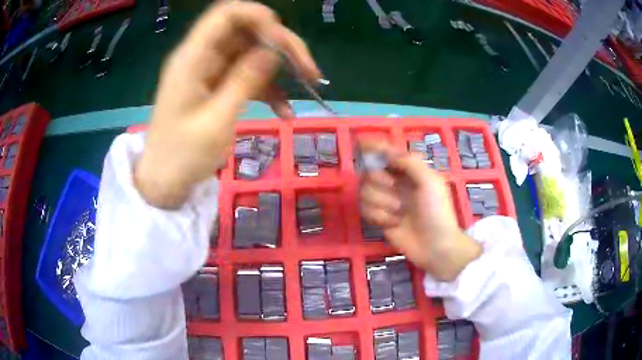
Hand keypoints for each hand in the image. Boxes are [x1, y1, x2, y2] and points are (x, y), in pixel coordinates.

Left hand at [135, 1, 320, 208]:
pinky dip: (269, 88)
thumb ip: (244, 81)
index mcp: (192, 58)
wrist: (164, 181)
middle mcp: (202, 57)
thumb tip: (274, 50)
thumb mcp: (216, 121)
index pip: (226, 14)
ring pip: (252, 52)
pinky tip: (285, 111)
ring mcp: (210, 71)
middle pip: (247, 31)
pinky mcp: (218, 86)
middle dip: (281, 44)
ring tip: (309, 85)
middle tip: (309, 69)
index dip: (258, 17)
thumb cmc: (182, 157)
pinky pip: (248, 76)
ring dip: (281, 66)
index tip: (283, 40)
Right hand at [359, 141, 481, 280]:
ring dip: (382, 203)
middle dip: (380, 181)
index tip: (359, 141)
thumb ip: (410, 162)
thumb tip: (389, 153)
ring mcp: (387, 201)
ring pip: (365, 192)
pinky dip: (379, 216)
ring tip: (400, 213)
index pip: (388, 153)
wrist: (435, 245)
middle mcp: (396, 183)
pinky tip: (394, 224)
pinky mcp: (380, 218)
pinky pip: (365, 210)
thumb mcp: (430, 181)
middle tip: (393, 188)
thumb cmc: (437, 211)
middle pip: (370, 172)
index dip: (374, 146)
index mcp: (410, 171)